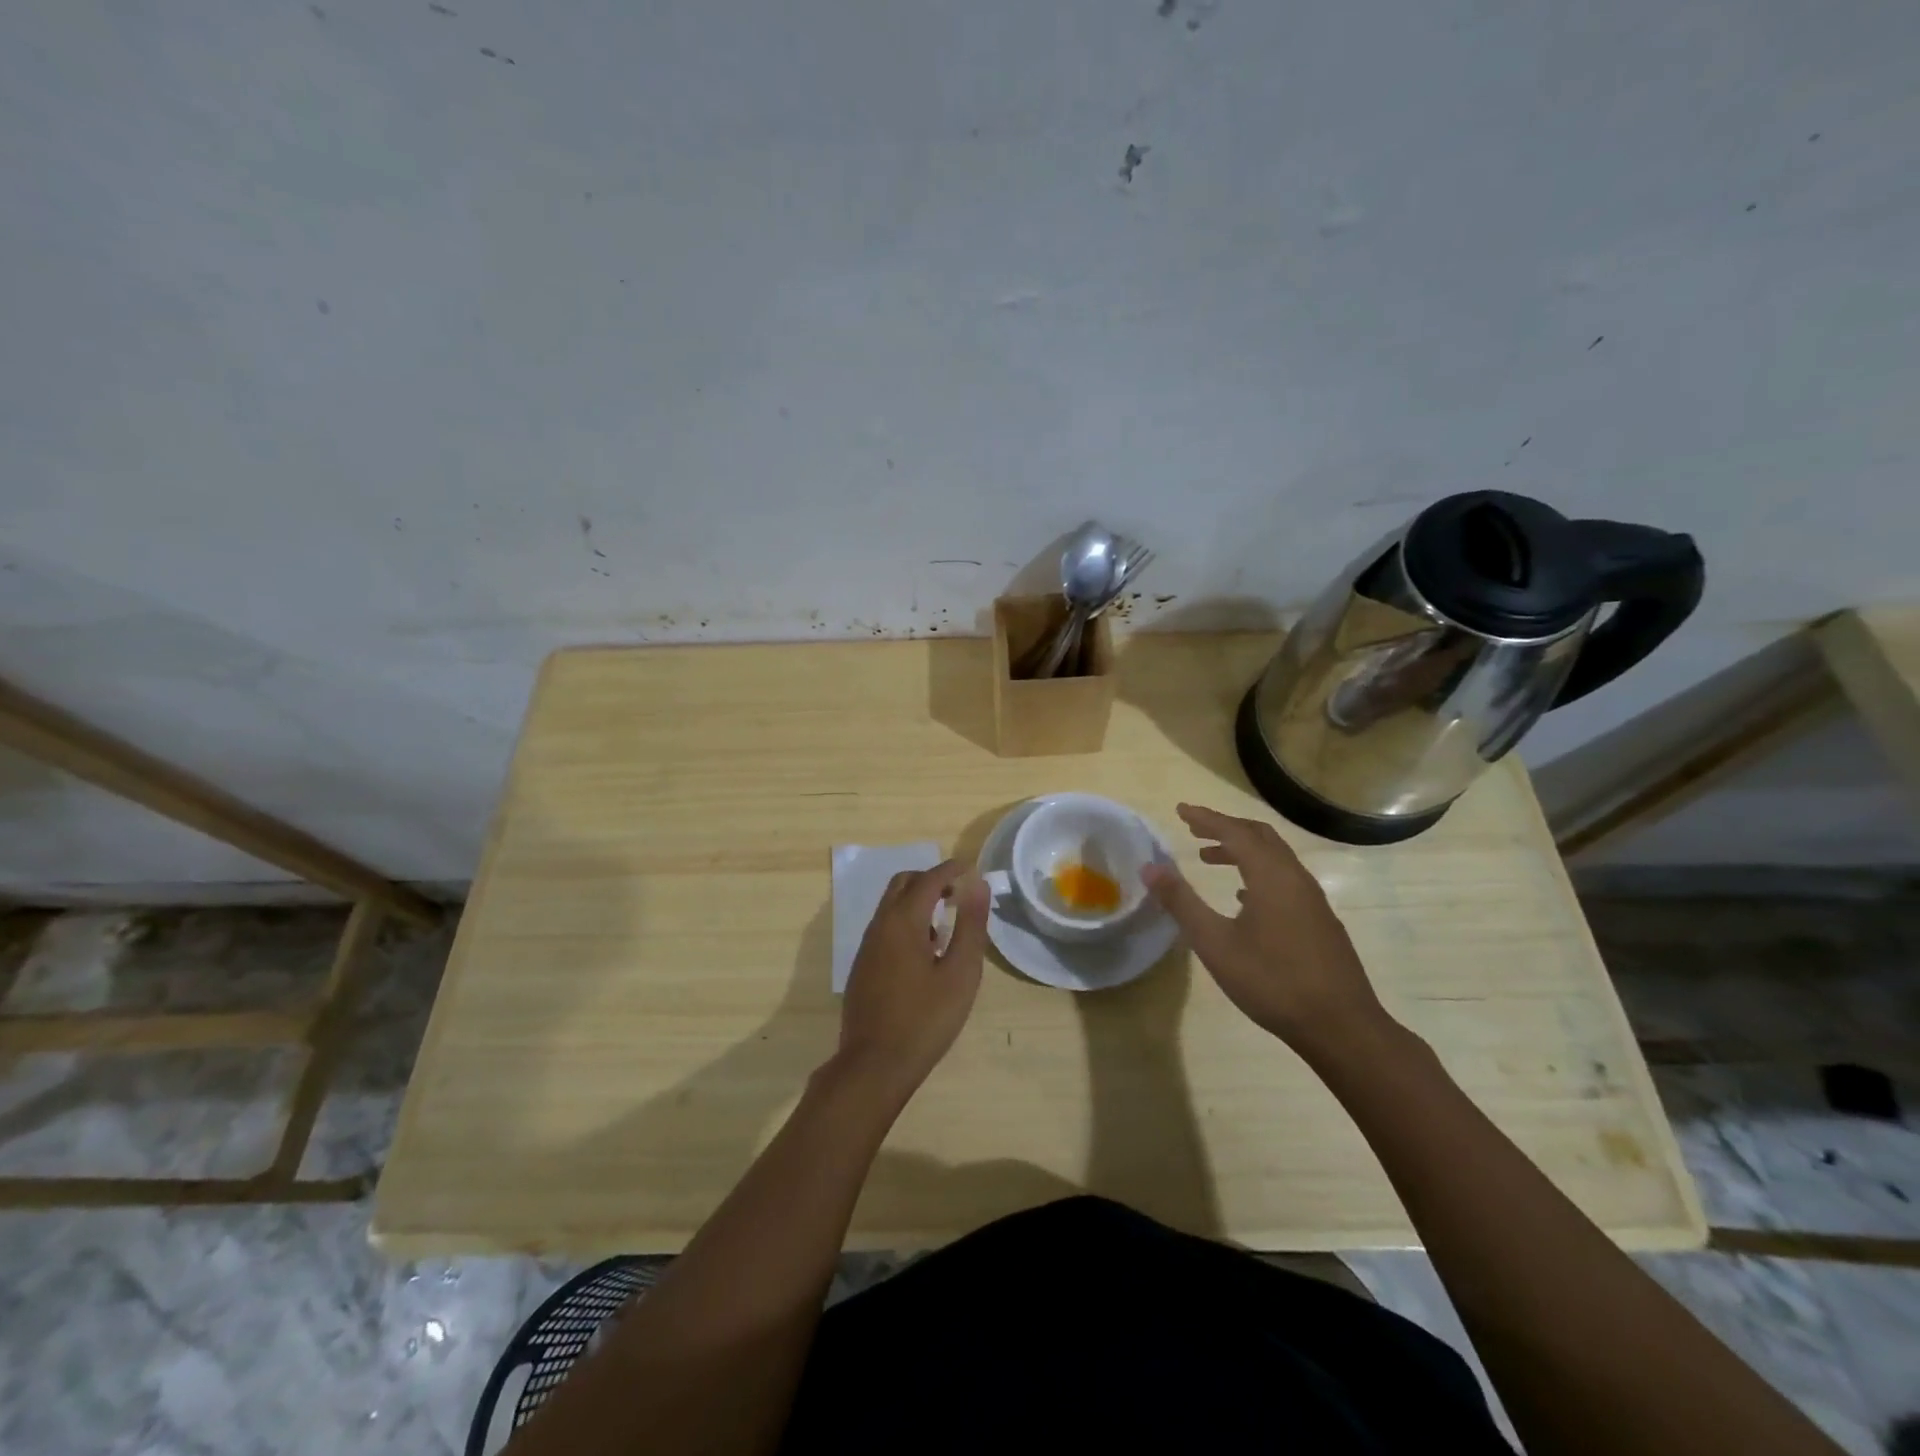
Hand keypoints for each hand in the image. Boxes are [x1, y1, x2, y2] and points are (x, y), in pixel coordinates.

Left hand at [835, 859, 988, 1101]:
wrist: (874, 1065)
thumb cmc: (925, 1019)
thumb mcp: (960, 973)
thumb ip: (970, 926)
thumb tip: (978, 884)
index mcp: (903, 921)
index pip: (928, 878)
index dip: (951, 869)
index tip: (972, 869)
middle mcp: (880, 925)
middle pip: (903, 883)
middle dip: (930, 879)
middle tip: (957, 893)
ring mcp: (867, 946)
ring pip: (891, 906)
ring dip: (917, 902)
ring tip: (945, 926)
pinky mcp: (863, 966)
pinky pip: (885, 928)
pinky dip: (906, 923)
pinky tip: (925, 954)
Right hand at [1141, 804, 1389, 1055]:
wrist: (1340, 1026)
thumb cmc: (1272, 980)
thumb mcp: (1215, 942)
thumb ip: (1181, 902)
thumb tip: (1150, 868)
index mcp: (1271, 876)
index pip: (1235, 832)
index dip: (1206, 818)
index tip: (1180, 810)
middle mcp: (1295, 877)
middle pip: (1259, 836)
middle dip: (1225, 828)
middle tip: (1194, 830)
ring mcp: (1312, 899)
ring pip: (1274, 858)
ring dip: (1242, 850)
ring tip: (1209, 859)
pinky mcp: (1320, 920)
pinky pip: (1284, 879)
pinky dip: (1258, 872)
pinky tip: (1243, 898)